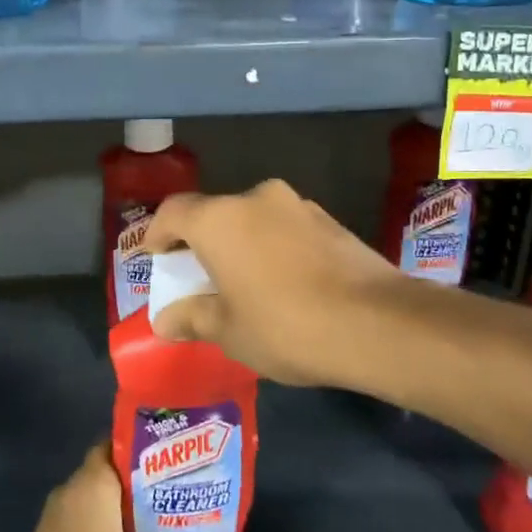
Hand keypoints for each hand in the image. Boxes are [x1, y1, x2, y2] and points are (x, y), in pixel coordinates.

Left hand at [0, 444, 200, 531]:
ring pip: (95, 501)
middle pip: (107, 473)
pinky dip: (104, 529)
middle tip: (172, 491)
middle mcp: (70, 492)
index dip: (140, 448)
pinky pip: (83, 522)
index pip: (113, 445)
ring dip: (121, 510)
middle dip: (137, 483)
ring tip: (158, 521)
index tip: (168, 457)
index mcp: (91, 485)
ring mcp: (55, 518)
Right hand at [143, 179, 407, 387]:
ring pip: (252, 218)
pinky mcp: (329, 220)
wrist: (378, 323)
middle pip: (214, 213)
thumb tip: (165, 320)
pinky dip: (273, 247)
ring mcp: (296, 205)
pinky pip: (285, 228)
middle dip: (201, 242)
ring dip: (241, 243)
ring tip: (245, 282)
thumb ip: (192, 318)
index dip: (156, 233)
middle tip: (200, 276)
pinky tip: (285, 282)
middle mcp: (254, 198)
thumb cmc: (286, 325)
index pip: (173, 212)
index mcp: (219, 219)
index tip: (154, 257)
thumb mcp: (229, 332)